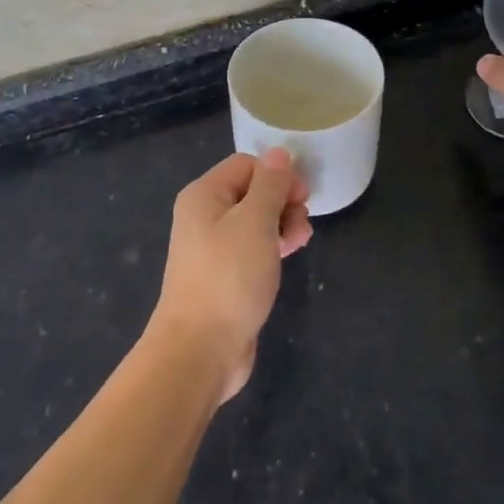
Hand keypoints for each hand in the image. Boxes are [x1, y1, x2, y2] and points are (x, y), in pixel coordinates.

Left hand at [152, 149, 311, 402]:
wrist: (200, 349)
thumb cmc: (229, 277)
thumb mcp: (255, 222)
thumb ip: (270, 184)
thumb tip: (279, 154)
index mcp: (204, 195)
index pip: (247, 165)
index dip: (278, 175)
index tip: (302, 196)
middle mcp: (204, 216)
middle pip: (252, 191)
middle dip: (283, 201)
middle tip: (301, 222)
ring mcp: (213, 247)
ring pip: (256, 221)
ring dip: (282, 224)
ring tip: (300, 241)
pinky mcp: (225, 275)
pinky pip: (253, 248)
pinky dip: (273, 246)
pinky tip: (290, 254)